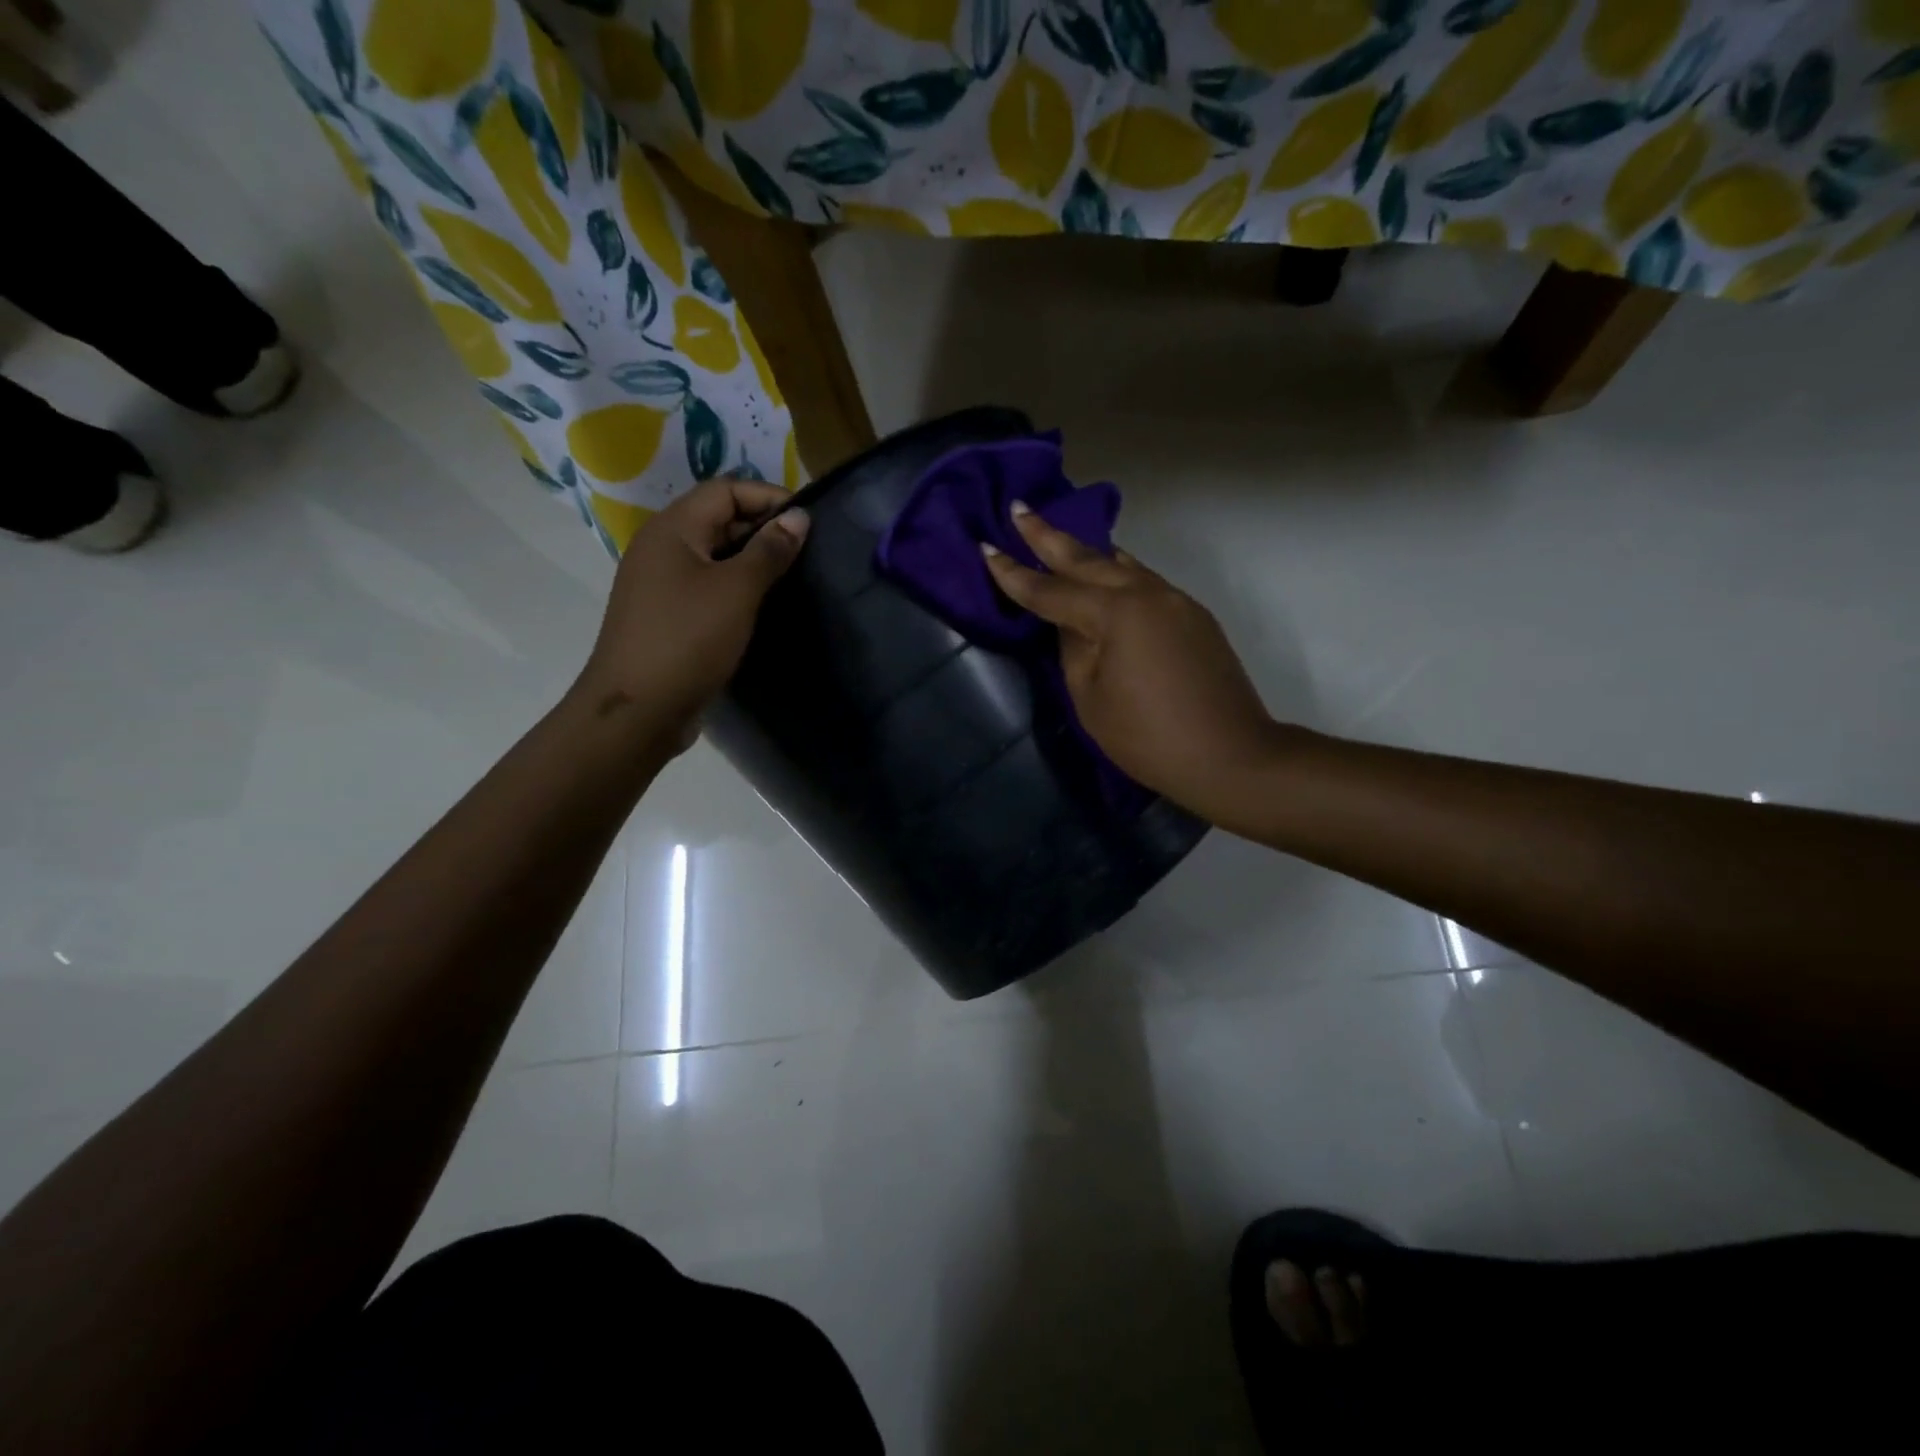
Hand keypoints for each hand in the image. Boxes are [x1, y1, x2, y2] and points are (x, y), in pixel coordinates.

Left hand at [574, 478, 807, 751]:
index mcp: (672, 529)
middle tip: (808, 550)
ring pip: (714, 555)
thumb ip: (769, 551)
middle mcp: (662, 548)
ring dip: (753, 560)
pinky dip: (737, 588)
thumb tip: (798, 517)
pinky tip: (765, 606)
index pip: (724, 489)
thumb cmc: (687, 641)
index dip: (768, 496)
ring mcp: (662, 584)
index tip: (808, 520)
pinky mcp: (668, 616)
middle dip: (763, 527)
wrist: (638, 711)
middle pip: (718, 519)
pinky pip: (708, 586)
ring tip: (794, 576)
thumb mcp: (736, 591)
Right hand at [982, 504, 1280, 821]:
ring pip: (1122, 565)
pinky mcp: (1194, 616)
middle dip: (1049, 536)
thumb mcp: (1091, 699)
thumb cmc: (1149, 738)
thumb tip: (1073, 624)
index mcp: (1115, 614)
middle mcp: (1147, 594)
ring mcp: (1176, 601)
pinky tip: (1106, 575)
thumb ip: (1073, 651)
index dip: (1014, 573)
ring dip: (1087, 550)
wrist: (1231, 756)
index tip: (986, 547)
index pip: (1051, 590)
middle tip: (1020, 510)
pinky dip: (1117, 573)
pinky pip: (1144, 582)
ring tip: (1059, 536)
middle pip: (1088, 559)